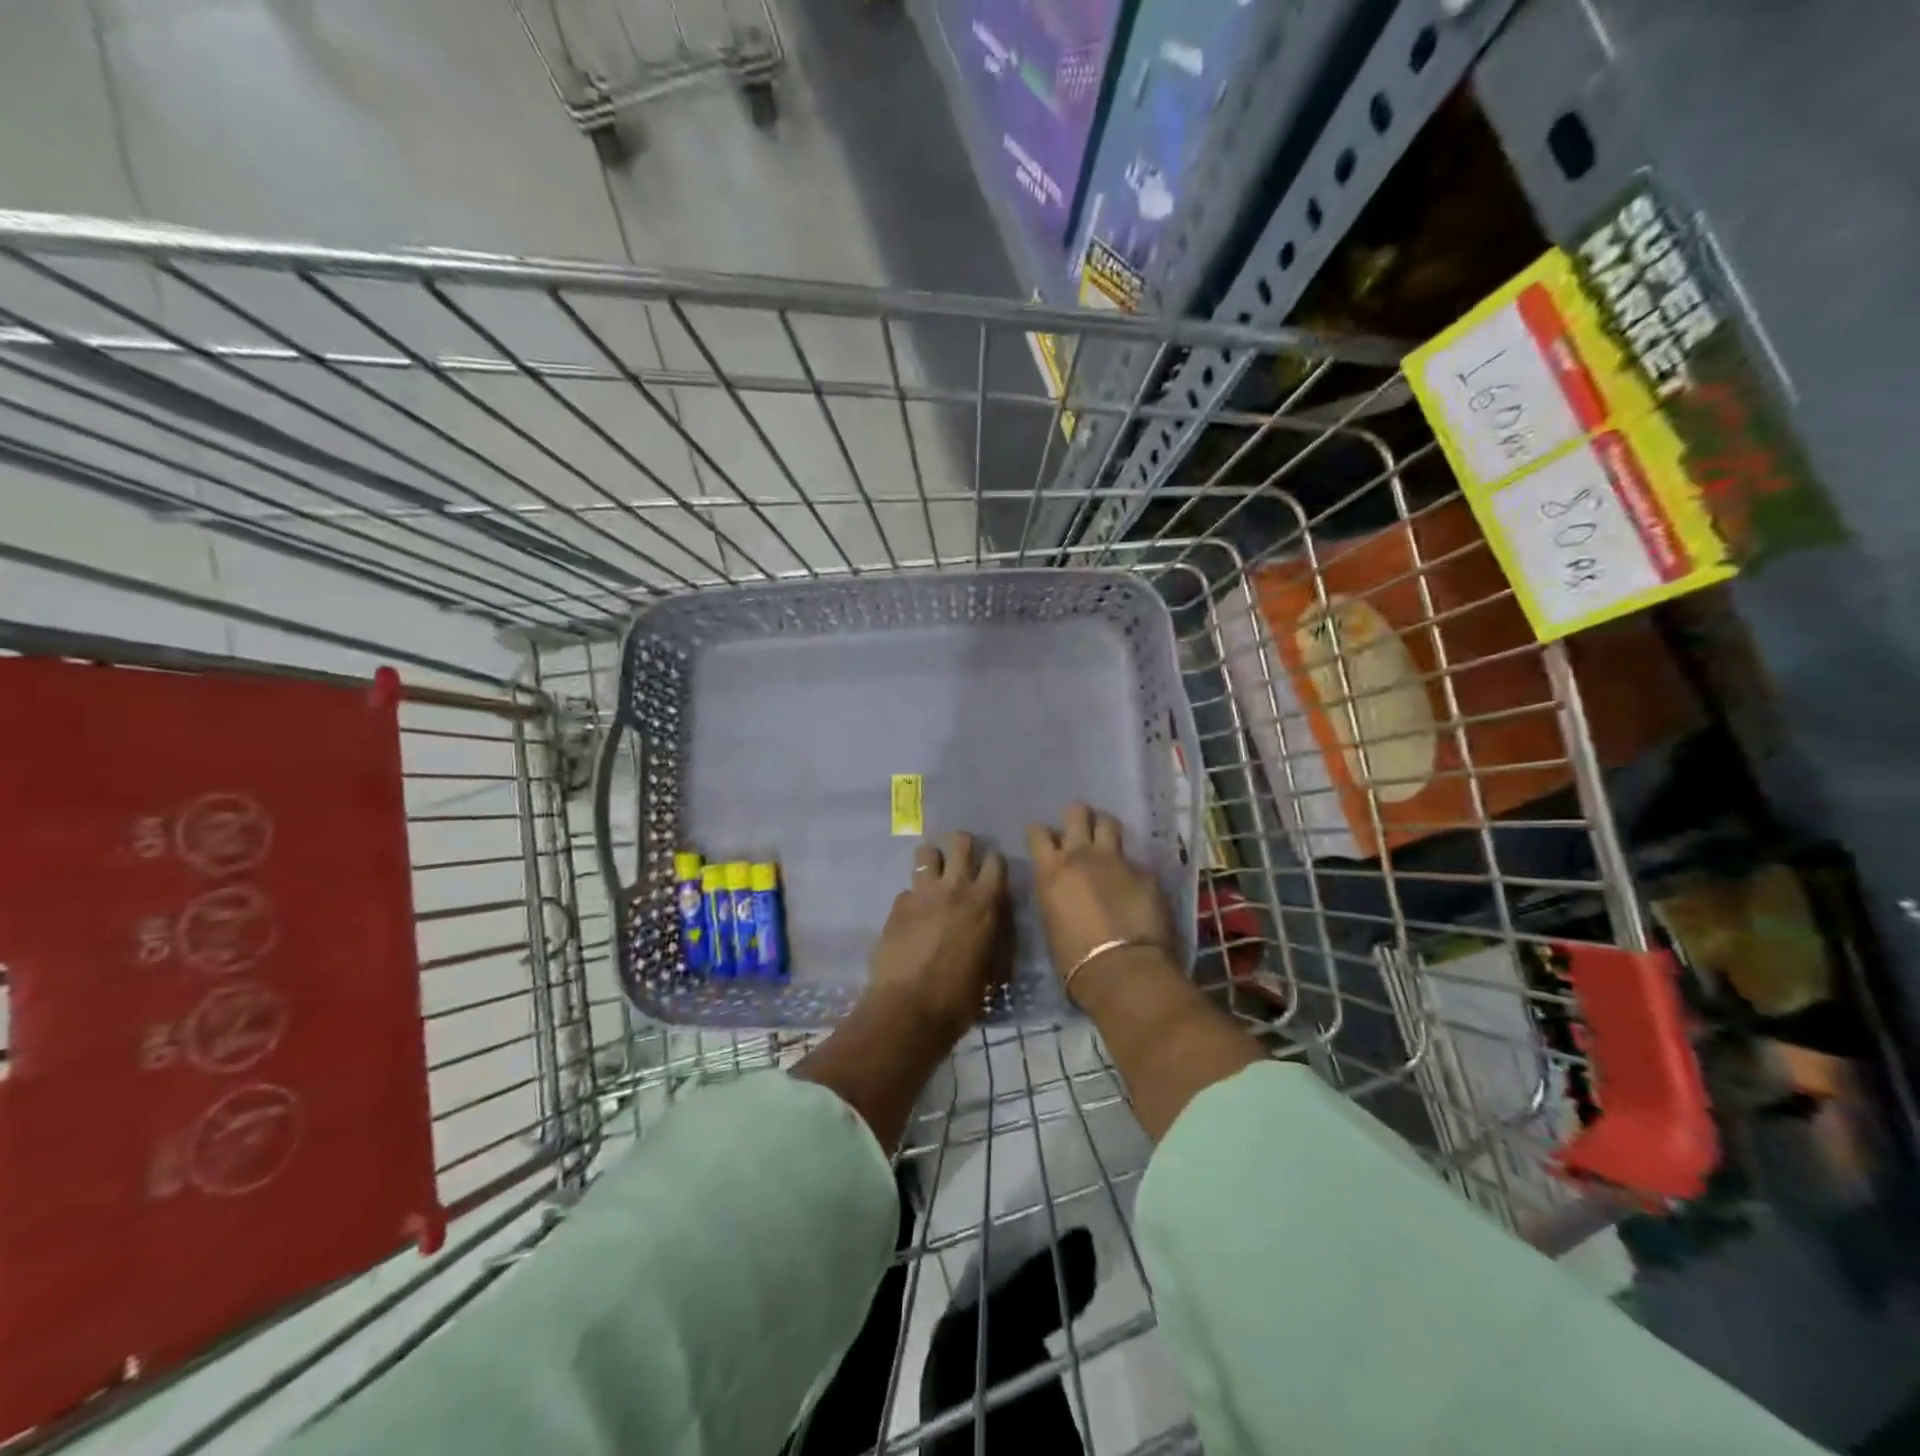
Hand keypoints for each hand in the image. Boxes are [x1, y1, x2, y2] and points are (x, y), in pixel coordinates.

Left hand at [868, 831, 1009, 1041]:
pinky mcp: (897, 905)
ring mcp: (922, 893)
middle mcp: (955, 888)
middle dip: (961, 845)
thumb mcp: (990, 966)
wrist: (910, 1008)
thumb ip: (992, 935)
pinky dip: (912, 898)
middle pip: (960, 841)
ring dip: (932, 861)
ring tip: (933, 877)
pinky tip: (911, 917)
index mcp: (985, 902)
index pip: (996, 861)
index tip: (991, 871)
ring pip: (926, 853)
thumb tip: (991, 926)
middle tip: (961, 860)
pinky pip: (907, 889)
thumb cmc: (960, 997)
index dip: (993, 863)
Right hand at [1026, 804, 1174, 997]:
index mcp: (1051, 870)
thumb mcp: (1051, 921)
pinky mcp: (1146, 873)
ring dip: (1105, 828)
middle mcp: (1082, 855)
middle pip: (1077, 813)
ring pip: (1109, 823)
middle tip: (1080, 830)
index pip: (1038, 833)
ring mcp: (1117, 861)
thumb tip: (1064, 889)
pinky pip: (1136, 860)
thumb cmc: (1074, 959)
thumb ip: (1056, 893)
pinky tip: (1135, 884)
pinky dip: (1132, 868)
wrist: (1122, 971)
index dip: (1041, 834)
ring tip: (1107, 841)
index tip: (1045, 842)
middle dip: (1077, 817)